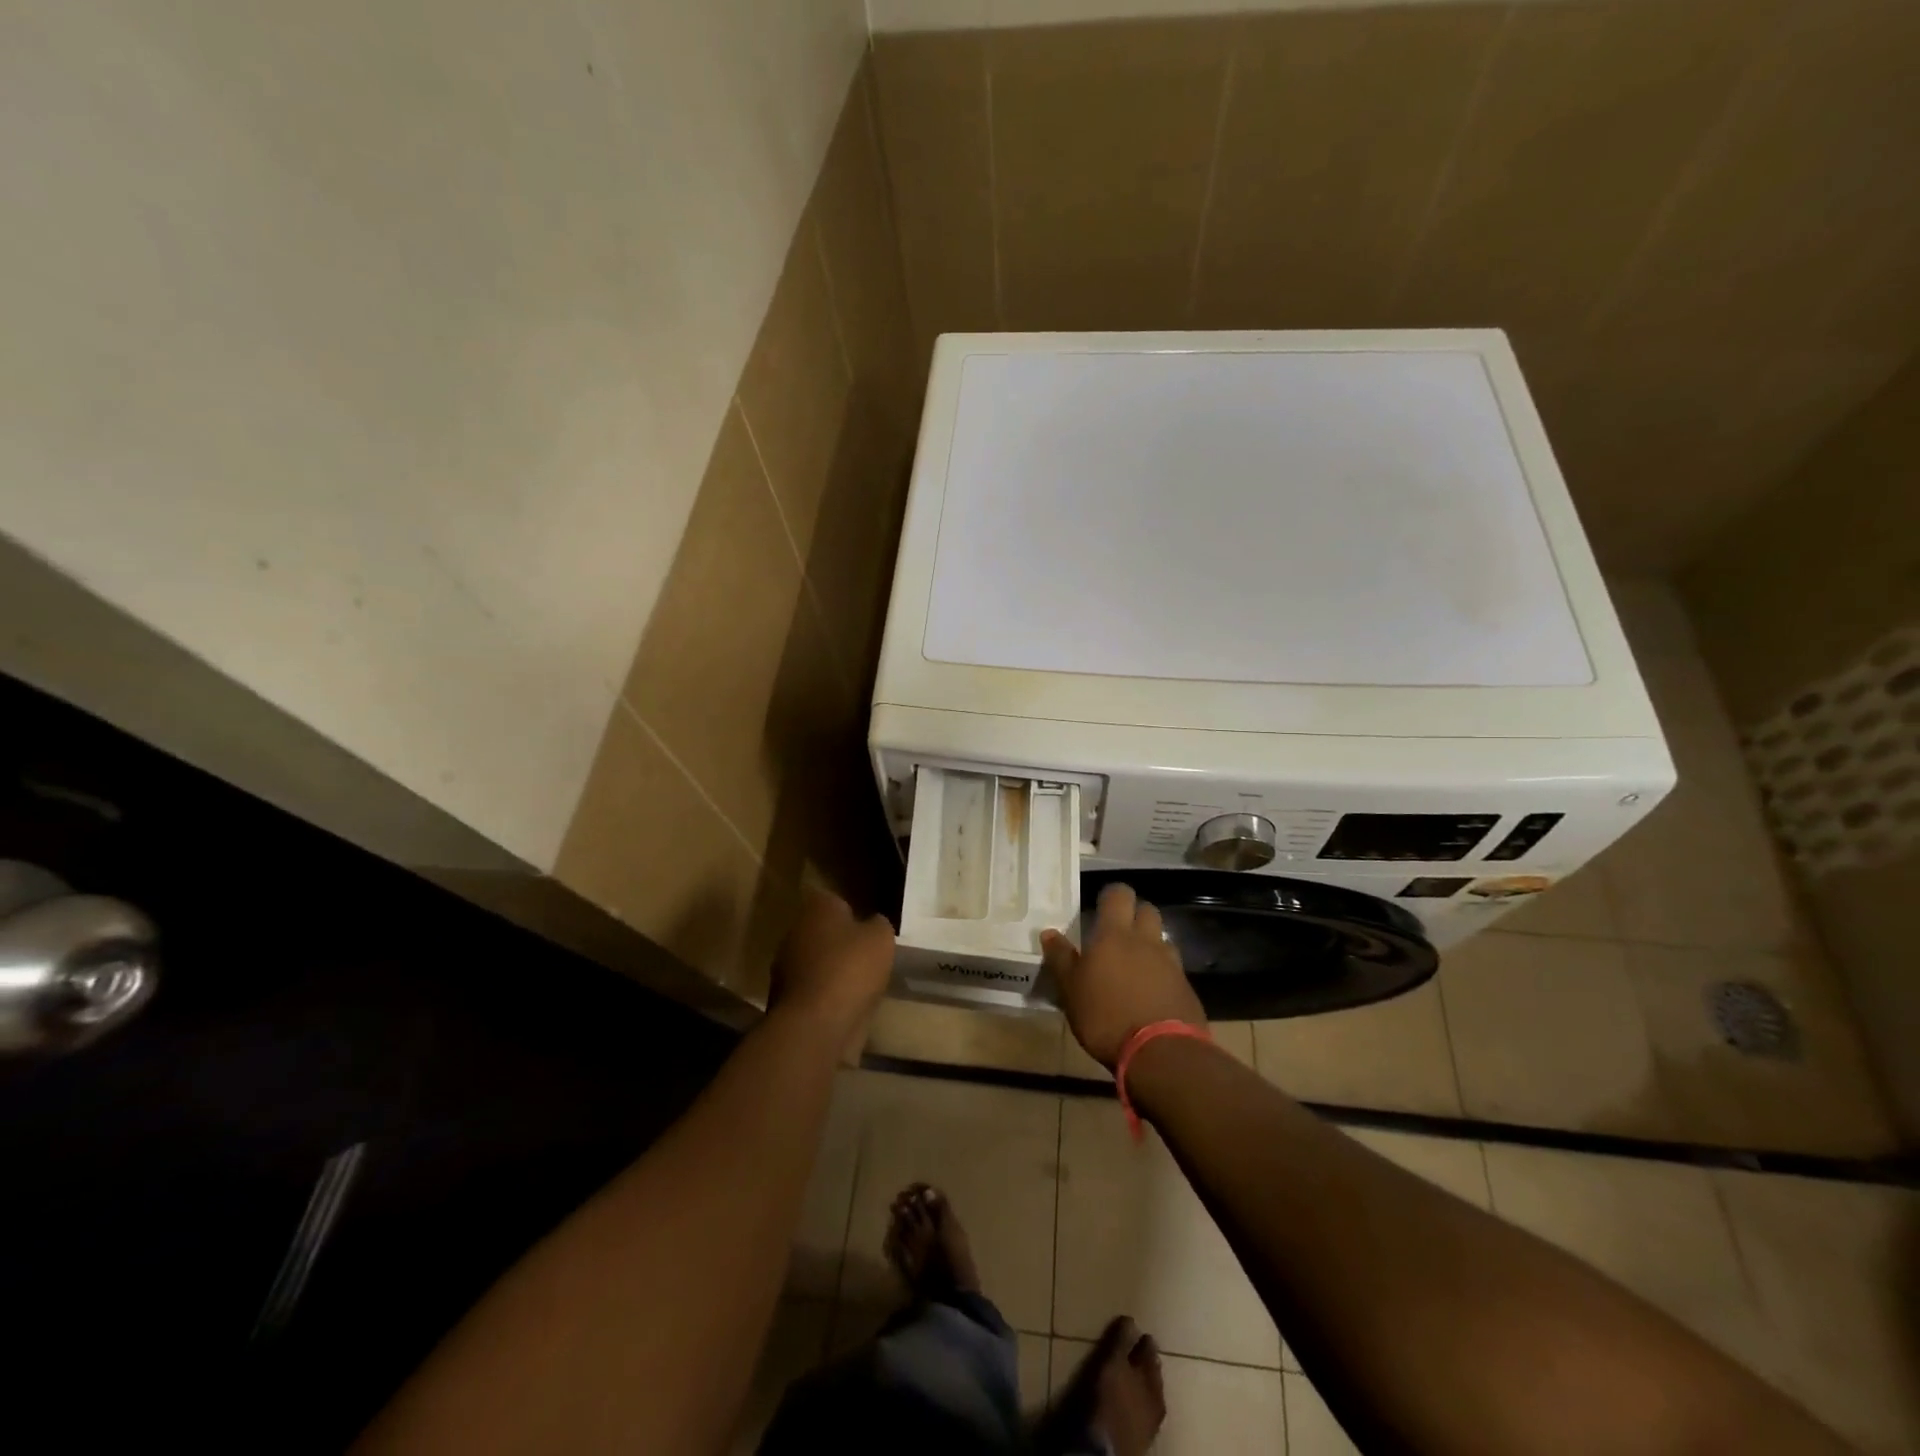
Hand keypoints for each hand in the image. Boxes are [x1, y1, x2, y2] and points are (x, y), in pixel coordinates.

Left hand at [770, 889, 895, 1032]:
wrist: (816, 1024)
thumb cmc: (850, 969)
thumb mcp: (881, 938)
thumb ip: (878, 925)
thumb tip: (872, 924)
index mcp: (816, 908)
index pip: (835, 901)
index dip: (853, 915)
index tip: (868, 931)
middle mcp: (794, 930)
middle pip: (822, 932)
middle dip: (841, 943)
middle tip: (866, 958)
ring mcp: (784, 966)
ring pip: (815, 962)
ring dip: (832, 971)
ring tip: (859, 986)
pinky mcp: (783, 998)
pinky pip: (811, 989)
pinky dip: (825, 996)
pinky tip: (844, 1006)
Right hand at [1042, 882, 1204, 1069]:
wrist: (1161, 1054)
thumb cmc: (1105, 1016)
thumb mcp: (1071, 990)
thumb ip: (1061, 959)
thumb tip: (1048, 932)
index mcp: (1114, 934)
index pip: (1118, 894)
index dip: (1111, 896)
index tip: (1101, 906)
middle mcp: (1146, 941)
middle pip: (1147, 910)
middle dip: (1135, 915)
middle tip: (1118, 933)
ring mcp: (1171, 963)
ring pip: (1162, 938)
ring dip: (1151, 943)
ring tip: (1135, 964)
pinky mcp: (1186, 988)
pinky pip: (1173, 968)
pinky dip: (1163, 972)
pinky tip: (1151, 992)